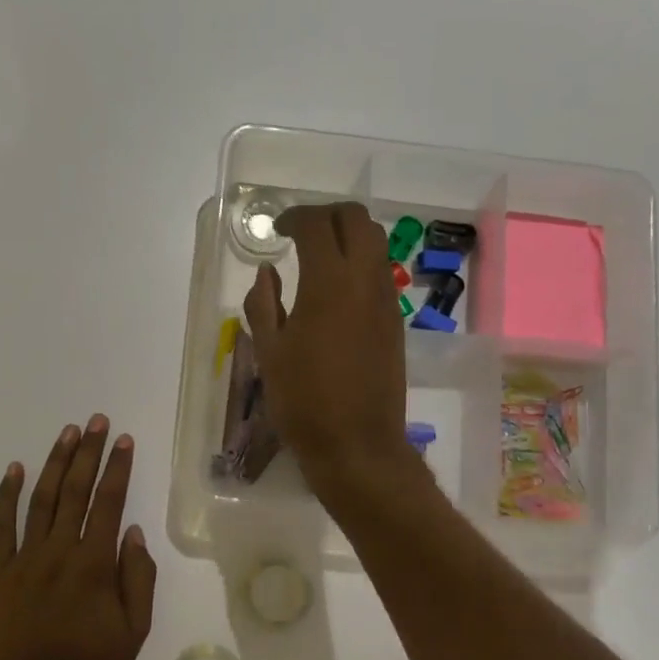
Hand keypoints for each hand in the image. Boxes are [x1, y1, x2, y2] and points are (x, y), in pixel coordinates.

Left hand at [0, 415, 157, 659]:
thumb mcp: (134, 633)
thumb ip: (138, 580)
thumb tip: (134, 533)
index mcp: (94, 565)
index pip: (109, 503)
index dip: (118, 468)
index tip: (124, 440)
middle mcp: (59, 552)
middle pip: (76, 491)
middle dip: (88, 453)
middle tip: (96, 422)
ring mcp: (24, 560)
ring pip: (41, 500)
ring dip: (55, 464)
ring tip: (67, 433)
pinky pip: (1, 528)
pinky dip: (6, 496)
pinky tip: (14, 470)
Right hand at [244, 202, 416, 504]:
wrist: (357, 444)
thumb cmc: (303, 400)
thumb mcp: (269, 352)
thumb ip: (263, 303)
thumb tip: (267, 272)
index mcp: (328, 284)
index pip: (318, 225)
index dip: (295, 218)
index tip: (277, 231)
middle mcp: (364, 281)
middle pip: (357, 219)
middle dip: (328, 215)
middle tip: (301, 234)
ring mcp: (385, 301)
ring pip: (376, 243)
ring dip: (348, 236)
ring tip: (319, 258)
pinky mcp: (395, 322)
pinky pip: (381, 273)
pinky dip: (360, 263)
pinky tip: (336, 291)